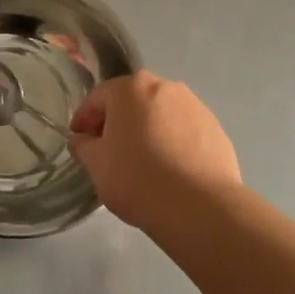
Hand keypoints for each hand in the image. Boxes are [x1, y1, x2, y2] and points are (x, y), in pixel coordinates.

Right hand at [68, 71, 240, 231]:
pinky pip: (184, 132)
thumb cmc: (137, 178)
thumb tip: (82, 139)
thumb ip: (83, 146)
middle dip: (118, 122)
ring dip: (148, 131)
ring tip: (143, 163)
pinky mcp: (215, 129)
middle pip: (132, 101)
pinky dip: (173, 143)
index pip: (98, 98)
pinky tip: (170, 171)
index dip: (84, 120)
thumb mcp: (97, 165)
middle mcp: (165, 87)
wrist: (199, 206)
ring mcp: (195, 106)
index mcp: (131, 88)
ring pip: (161, 115)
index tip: (79, 142)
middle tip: (109, 152)